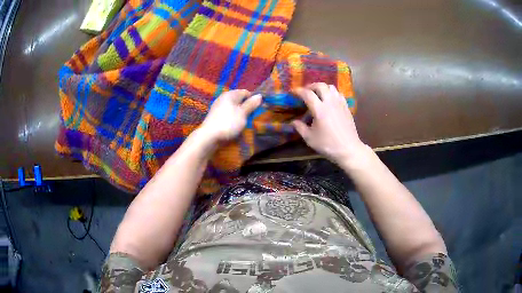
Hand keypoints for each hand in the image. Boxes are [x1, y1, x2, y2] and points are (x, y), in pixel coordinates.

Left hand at [199, 90, 261, 142]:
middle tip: (251, 117)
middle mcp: (223, 97)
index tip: (257, 109)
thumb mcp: (243, 113)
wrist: (209, 136)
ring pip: (233, 107)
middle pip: (239, 100)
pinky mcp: (215, 115)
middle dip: (246, 107)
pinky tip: (234, 125)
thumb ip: (251, 104)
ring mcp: (218, 106)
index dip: (253, 99)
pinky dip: (232, 117)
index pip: (245, 92)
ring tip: (243, 122)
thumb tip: (259, 95)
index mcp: (230, 94)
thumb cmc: (228, 122)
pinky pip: (227, 113)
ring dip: (239, 113)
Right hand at [292, 83, 367, 164]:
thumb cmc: (328, 145)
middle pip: (320, 86)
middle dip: (311, 86)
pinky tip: (329, 100)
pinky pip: (338, 94)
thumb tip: (293, 122)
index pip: (307, 94)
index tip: (293, 92)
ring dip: (322, 88)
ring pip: (331, 87)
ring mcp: (340, 103)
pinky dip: (332, 93)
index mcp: (319, 109)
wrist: (349, 149)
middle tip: (306, 91)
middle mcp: (330, 102)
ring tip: (318, 94)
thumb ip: (300, 128)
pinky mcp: (346, 107)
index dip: (299, 91)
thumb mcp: (310, 138)